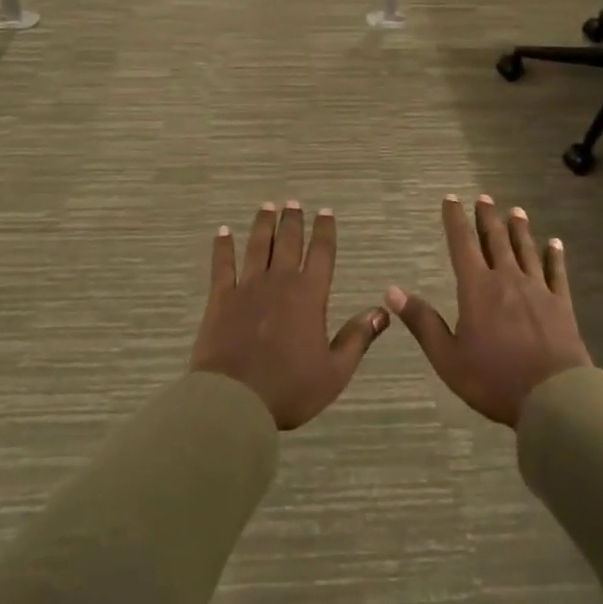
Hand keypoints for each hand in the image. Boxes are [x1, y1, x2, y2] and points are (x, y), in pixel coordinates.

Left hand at [191, 200, 390, 430]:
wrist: (234, 400)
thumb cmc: (289, 389)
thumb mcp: (334, 372)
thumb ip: (357, 338)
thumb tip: (382, 311)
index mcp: (309, 295)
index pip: (322, 253)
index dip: (325, 231)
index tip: (326, 212)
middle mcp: (280, 281)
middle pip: (288, 242)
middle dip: (293, 220)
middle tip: (293, 203)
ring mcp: (248, 287)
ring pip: (258, 246)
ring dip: (264, 225)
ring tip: (267, 207)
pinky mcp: (220, 298)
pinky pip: (223, 265)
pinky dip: (223, 247)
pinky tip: (223, 232)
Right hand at [388, 195, 591, 426]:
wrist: (554, 398)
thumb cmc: (494, 379)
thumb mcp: (448, 357)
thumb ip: (422, 322)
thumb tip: (392, 291)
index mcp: (477, 288)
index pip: (462, 244)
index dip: (455, 220)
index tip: (451, 199)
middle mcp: (507, 279)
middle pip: (495, 240)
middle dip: (487, 217)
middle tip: (484, 197)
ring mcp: (537, 290)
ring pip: (525, 250)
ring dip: (519, 229)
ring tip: (515, 211)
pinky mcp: (561, 305)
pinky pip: (557, 273)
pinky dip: (554, 256)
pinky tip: (555, 243)